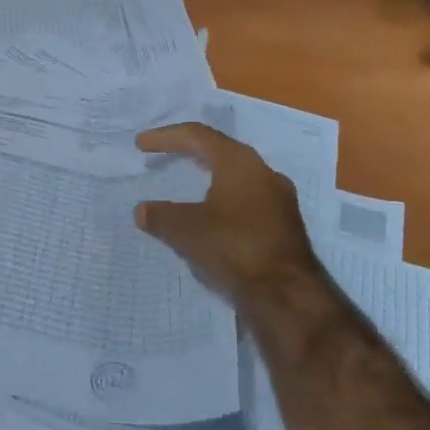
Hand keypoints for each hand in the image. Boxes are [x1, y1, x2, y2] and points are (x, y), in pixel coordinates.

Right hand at [135, 123, 329, 312]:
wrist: (287, 293)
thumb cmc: (234, 247)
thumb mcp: (186, 230)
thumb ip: (160, 216)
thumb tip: (142, 211)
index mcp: (240, 163)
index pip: (198, 136)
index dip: (166, 136)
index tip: (141, 144)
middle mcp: (264, 172)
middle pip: (220, 150)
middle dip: (189, 150)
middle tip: (164, 154)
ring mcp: (279, 198)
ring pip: (237, 175)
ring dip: (209, 174)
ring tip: (188, 181)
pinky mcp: (284, 223)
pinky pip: (247, 198)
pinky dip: (223, 197)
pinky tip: (212, 214)